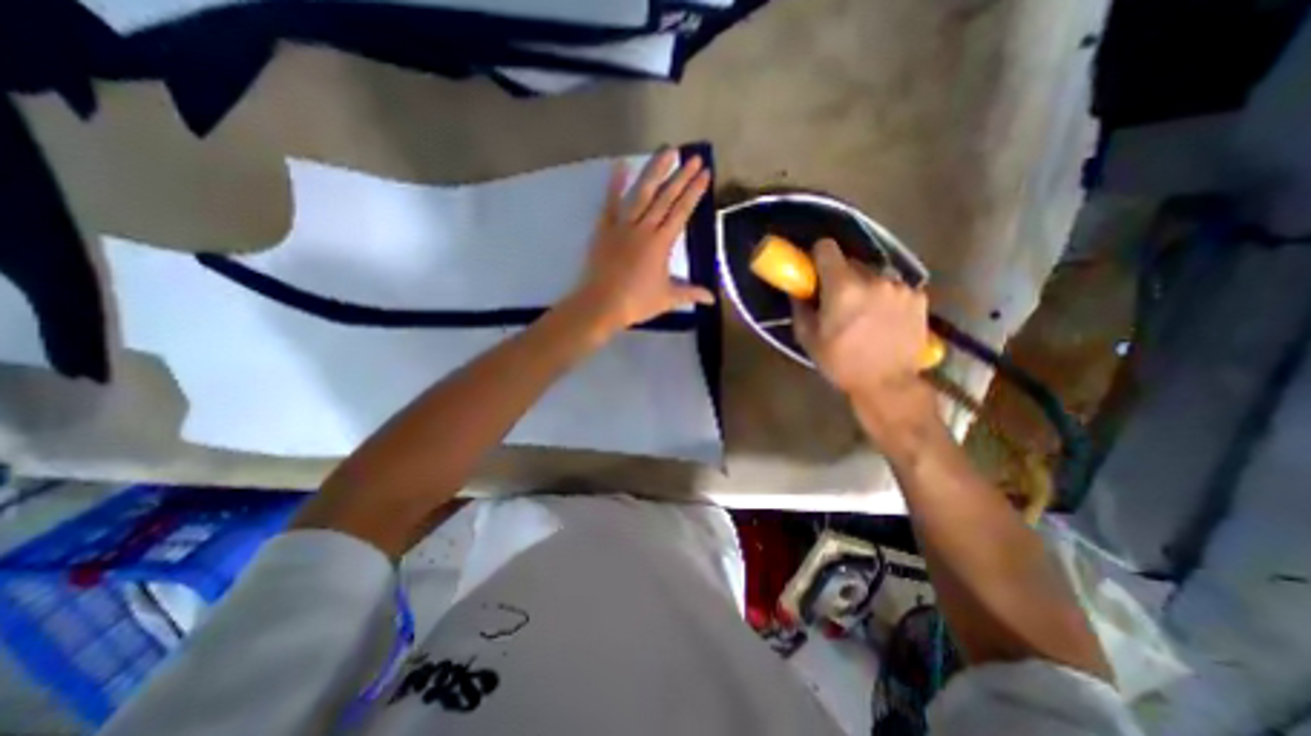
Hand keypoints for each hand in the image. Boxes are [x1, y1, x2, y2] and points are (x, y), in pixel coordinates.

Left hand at [572, 150, 714, 337]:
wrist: (601, 304)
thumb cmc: (636, 302)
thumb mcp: (667, 299)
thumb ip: (690, 293)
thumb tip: (713, 299)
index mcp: (661, 243)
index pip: (681, 212)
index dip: (694, 192)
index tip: (704, 173)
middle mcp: (644, 228)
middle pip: (665, 198)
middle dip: (681, 176)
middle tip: (693, 156)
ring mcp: (622, 225)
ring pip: (641, 193)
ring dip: (655, 171)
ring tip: (667, 151)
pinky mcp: (604, 228)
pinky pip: (610, 203)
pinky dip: (615, 184)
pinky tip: (620, 165)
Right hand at [794, 239, 937, 402]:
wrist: (888, 385)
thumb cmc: (841, 363)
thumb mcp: (809, 339)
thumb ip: (800, 308)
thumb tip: (797, 291)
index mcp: (842, 287)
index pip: (827, 248)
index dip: (818, 255)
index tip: (815, 269)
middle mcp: (873, 278)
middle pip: (852, 263)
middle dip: (842, 277)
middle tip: (839, 300)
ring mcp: (899, 287)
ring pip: (875, 275)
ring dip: (866, 287)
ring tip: (866, 313)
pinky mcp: (919, 297)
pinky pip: (895, 288)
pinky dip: (887, 297)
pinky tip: (886, 319)